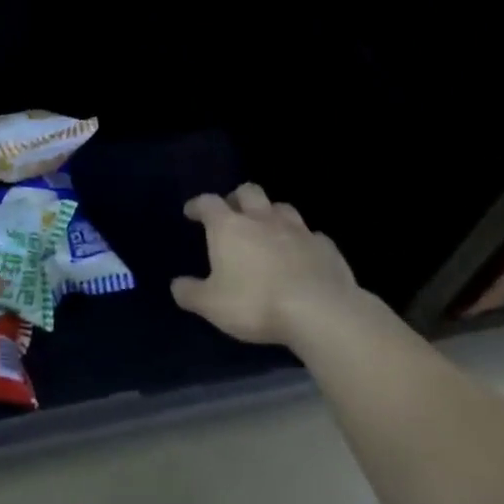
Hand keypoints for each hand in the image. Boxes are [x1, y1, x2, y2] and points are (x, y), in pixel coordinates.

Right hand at [170, 183, 371, 346]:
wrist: (320, 312)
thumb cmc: (256, 303)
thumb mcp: (211, 305)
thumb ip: (190, 293)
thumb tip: (177, 285)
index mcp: (229, 227)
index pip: (208, 203)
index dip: (198, 205)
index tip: (192, 212)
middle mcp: (262, 219)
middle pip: (248, 192)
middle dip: (237, 199)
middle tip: (232, 214)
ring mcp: (298, 230)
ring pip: (282, 208)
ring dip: (271, 214)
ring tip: (267, 229)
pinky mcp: (326, 246)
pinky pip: (311, 235)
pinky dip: (302, 241)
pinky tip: (301, 254)